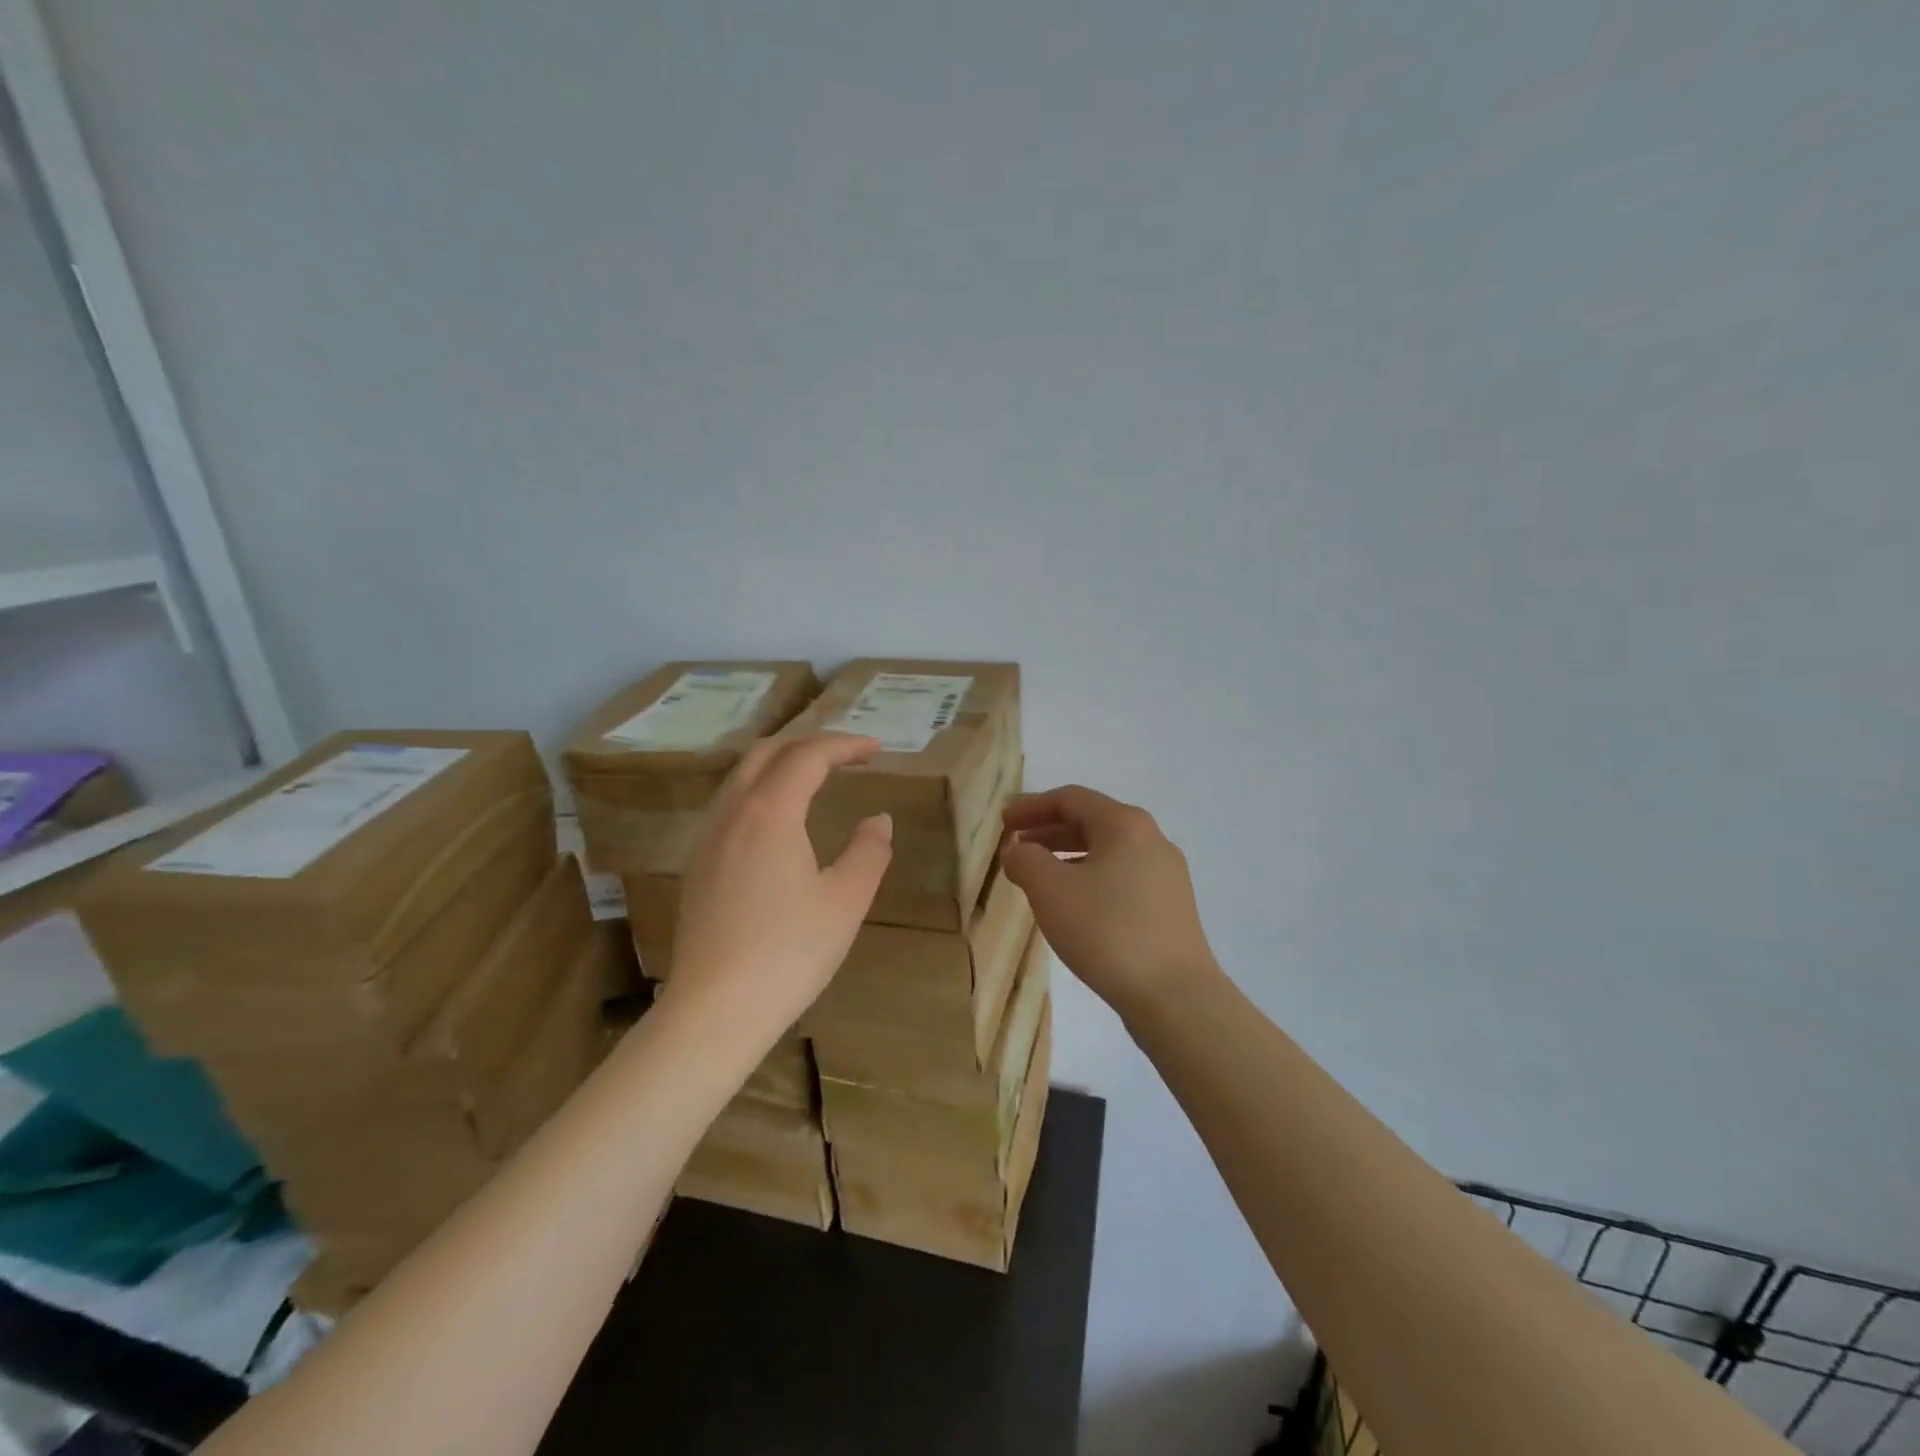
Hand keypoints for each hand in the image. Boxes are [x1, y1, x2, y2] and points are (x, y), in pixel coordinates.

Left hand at [664, 733, 893, 1046]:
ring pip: (741, 777)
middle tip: (847, 754)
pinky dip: (760, 790)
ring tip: (814, 776)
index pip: (808, 756)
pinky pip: (730, 805)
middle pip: (767, 754)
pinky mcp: (698, 866)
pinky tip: (777, 819)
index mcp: (769, 813)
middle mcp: (732, 814)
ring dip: (781, 764)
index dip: (845, 745)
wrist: (715, 1011)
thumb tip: (878, 819)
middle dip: (809, 743)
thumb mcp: (846, 901)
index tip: (877, 750)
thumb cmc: (789, 952)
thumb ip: (869, 851)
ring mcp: (708, 840)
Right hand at [1001, 785, 1217, 1021]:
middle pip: (1091, 822)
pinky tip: (1074, 905)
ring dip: (1068, 856)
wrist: (1174, 995)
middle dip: (1048, 831)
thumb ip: (1025, 860)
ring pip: (1107, 852)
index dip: (1031, 807)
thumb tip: (1018, 850)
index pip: (1070, 798)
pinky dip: (1090, 878)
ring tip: (1038, 877)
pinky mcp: (1171, 906)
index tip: (1003, 823)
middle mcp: (1151, 839)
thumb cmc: (1106, 930)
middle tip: (1016, 847)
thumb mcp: (1050, 890)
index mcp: (1125, 823)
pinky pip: (1122, 877)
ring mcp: (1167, 874)